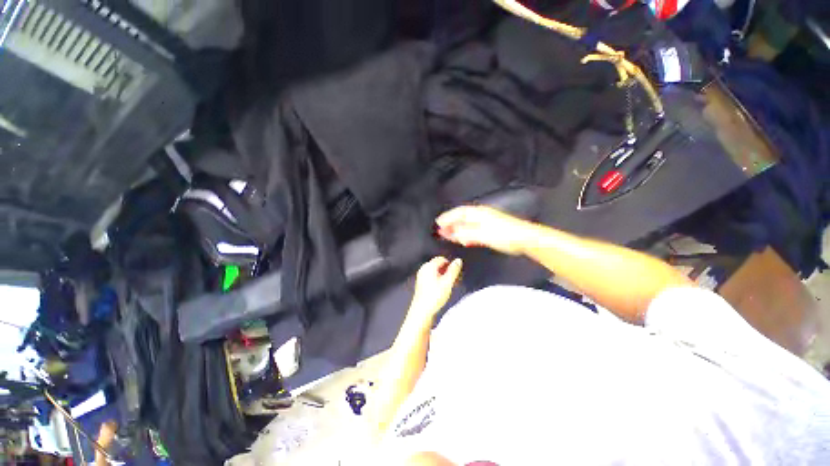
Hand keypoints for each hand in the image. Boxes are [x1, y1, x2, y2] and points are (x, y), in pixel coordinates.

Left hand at [409, 256, 462, 318]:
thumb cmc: (434, 297)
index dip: (451, 265)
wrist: (422, 311)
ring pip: (436, 272)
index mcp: (429, 266)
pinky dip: (439, 281)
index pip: (442, 259)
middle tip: (456, 279)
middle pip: (439, 265)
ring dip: (444, 277)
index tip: (457, 272)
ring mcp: (421, 277)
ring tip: (451, 285)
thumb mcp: (448, 282)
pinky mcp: (421, 284)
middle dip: (448, 271)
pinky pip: (432, 278)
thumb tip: (458, 260)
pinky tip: (443, 289)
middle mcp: (423, 269)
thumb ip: (454, 270)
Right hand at [436, 205, 533, 255]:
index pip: (458, 213)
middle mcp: (481, 216)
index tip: (438, 223)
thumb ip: (466, 233)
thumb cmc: (504, 235)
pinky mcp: (490, 230)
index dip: (447, 217)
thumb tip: (453, 233)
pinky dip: (466, 235)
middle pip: (461, 218)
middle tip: (440, 231)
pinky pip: (474, 231)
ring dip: (457, 230)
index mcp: (478, 213)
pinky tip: (464, 240)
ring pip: (467, 225)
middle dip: (450, 224)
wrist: (524, 238)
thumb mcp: (482, 234)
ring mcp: (486, 222)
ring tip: (448, 235)